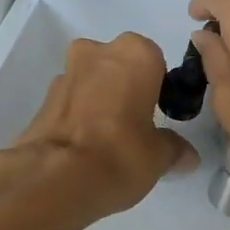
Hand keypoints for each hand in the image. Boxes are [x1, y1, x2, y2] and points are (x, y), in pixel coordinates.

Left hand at [7, 33, 198, 226]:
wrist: (54, 178)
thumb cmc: (120, 153)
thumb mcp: (159, 157)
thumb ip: (174, 149)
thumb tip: (187, 156)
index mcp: (135, 54)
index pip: (156, 61)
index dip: (158, 87)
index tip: (159, 114)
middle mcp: (98, 51)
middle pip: (119, 64)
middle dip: (126, 87)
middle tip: (135, 124)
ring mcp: (65, 72)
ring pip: (92, 80)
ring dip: (100, 99)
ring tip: (107, 139)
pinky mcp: (43, 98)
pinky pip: (71, 100)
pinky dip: (79, 115)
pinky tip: (85, 146)